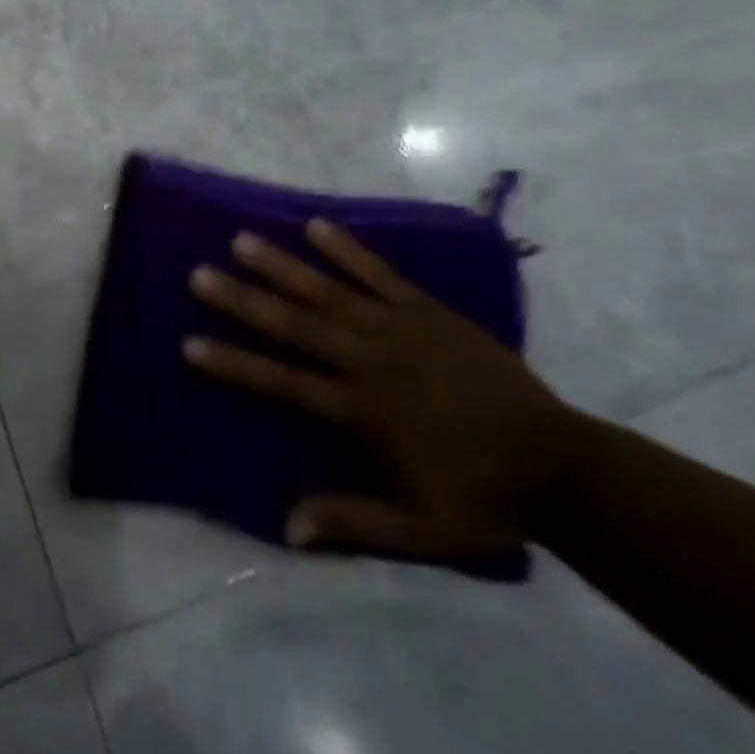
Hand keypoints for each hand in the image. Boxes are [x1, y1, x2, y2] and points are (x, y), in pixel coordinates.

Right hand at [186, 220, 582, 561]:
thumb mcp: (418, 528)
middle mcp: (369, 361)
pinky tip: (316, 224)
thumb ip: (352, 522)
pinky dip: (347, 249)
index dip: (233, 363)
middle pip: (294, 327)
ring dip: (282, 266)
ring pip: (329, 292)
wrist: (565, 466)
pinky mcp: (429, 312)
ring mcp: (400, 330)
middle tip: (198, 274)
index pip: (282, 382)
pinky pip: (381, 275)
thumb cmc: (482, 497)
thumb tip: (286, 527)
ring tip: (241, 240)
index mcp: (360, 410)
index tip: (189, 345)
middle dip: (242, 300)